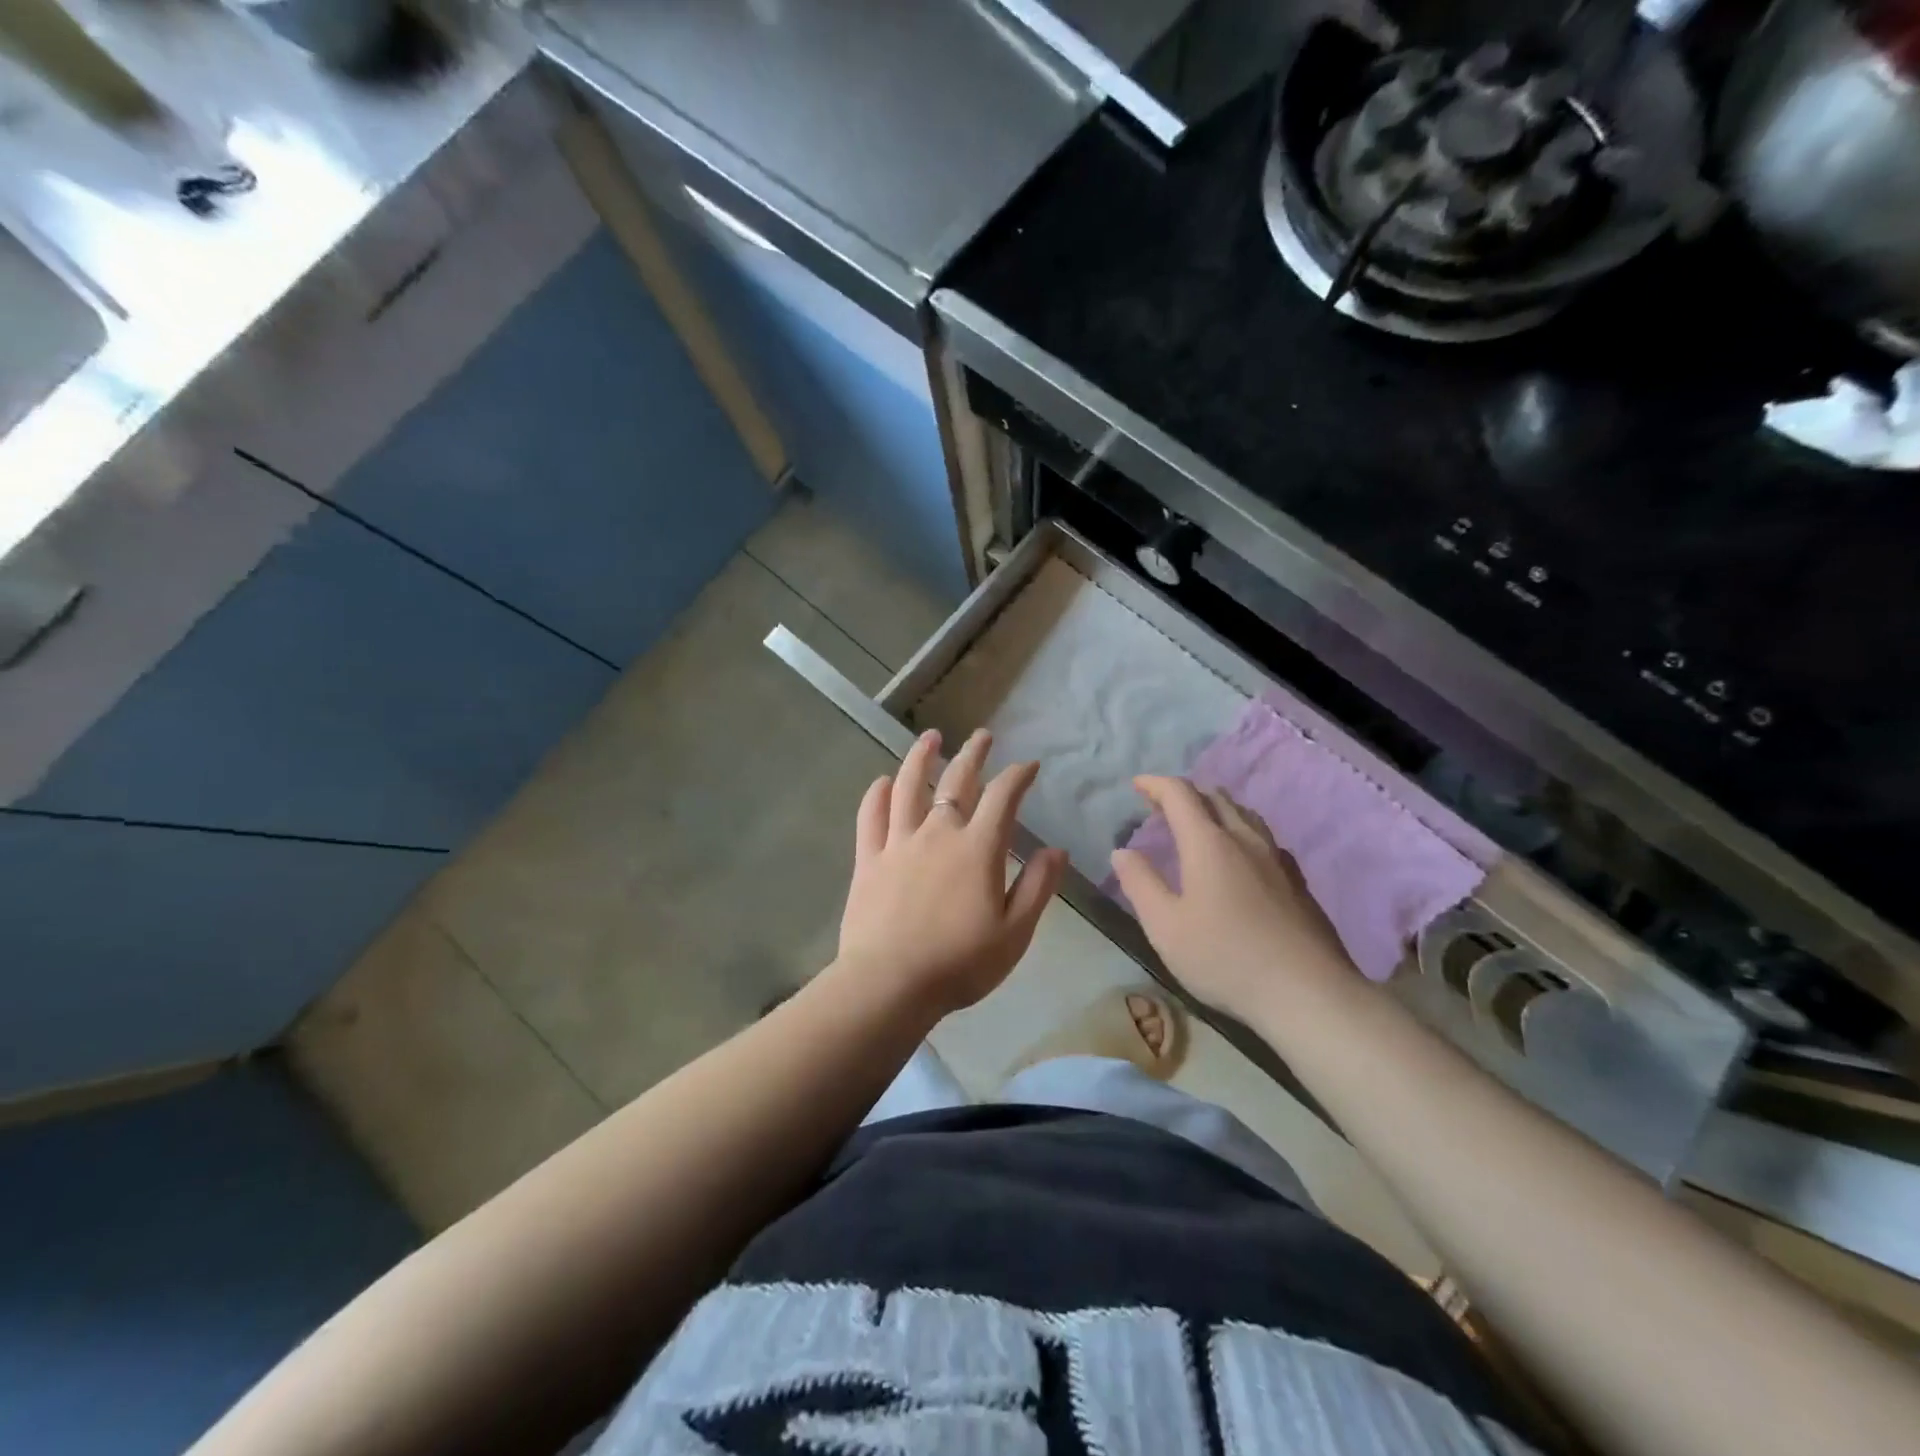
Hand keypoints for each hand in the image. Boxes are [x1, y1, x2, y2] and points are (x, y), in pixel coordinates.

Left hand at [836, 728, 1066, 1016]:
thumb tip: (1056, 849)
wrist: (890, 984)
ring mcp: (898, 843)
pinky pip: (871, 816)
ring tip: (930, 737)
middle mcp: (937, 833)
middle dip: (973, 755)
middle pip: (956, 781)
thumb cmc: (960, 963)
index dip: (1018, 776)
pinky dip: (877, 794)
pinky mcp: (868, 859)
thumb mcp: (1014, 932)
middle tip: (982, 735)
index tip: (1029, 765)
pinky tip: (882, 781)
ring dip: (921, 758)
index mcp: (977, 849)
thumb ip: (1037, 887)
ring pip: (909, 787)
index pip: (1002, 798)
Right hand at [1111, 776, 1355, 1022]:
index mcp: (1208, 844)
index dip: (1156, 784)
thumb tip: (1122, 852)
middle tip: (1160, 806)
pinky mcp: (1297, 882)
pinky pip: (1263, 838)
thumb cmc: (1225, 958)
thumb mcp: (1165, 926)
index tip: (1136, 785)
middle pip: (1215, 797)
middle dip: (1184, 794)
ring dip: (1215, 809)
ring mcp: (1277, 859)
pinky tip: (1240, 857)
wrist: (1308, 992)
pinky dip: (1240, 832)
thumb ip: (1140, 884)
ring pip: (1244, 815)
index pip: (1180, 794)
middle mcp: (1245, 840)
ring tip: (1198, 824)